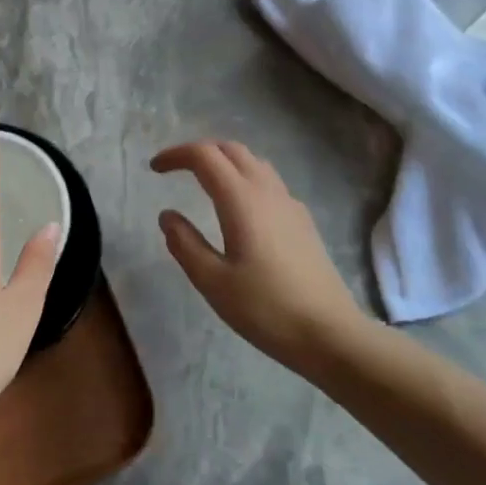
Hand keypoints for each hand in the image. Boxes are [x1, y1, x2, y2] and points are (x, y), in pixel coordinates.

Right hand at [151, 140, 362, 369]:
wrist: (330, 334)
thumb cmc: (266, 308)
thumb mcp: (213, 281)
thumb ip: (185, 244)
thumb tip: (168, 215)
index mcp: (241, 200)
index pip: (204, 156)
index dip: (176, 155)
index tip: (155, 169)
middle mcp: (267, 191)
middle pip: (231, 149)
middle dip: (200, 152)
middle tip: (177, 170)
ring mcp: (290, 204)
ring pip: (253, 162)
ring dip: (225, 162)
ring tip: (204, 183)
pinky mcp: (303, 220)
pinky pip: (269, 182)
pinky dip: (245, 178)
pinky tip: (240, 209)